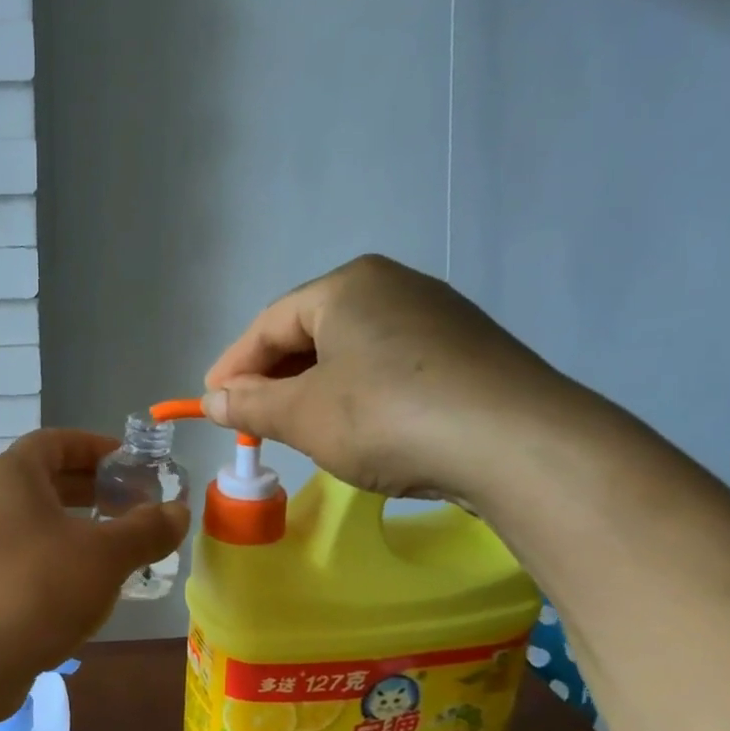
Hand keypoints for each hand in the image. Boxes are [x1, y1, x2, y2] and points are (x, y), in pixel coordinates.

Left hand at [0, 430, 189, 679]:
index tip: (134, 465)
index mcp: (11, 474)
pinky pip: (25, 553)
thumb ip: (146, 529)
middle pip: (46, 480)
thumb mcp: (105, 555)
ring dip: (79, 527)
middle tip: (136, 506)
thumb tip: (178, 512)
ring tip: (121, 548)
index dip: (98, 447)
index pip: (56, 441)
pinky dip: (58, 557)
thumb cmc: (37, 588)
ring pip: (37, 521)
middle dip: (94, 490)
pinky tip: (87, 586)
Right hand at [202, 254, 581, 505]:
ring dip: (314, 388)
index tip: (211, 403)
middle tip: (252, 420)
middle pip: (310, 333)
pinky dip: (358, 393)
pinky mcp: (466, 350)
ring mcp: (436, 315)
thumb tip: (213, 402)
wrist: (518, 444)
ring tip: (299, 427)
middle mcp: (392, 286)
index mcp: (347, 286)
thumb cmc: (388, 417)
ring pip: (350, 350)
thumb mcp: (303, 416)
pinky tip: (358, 427)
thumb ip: (250, 406)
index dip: (233, 367)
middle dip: (275, 378)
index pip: (269, 325)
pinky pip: (389, 365)